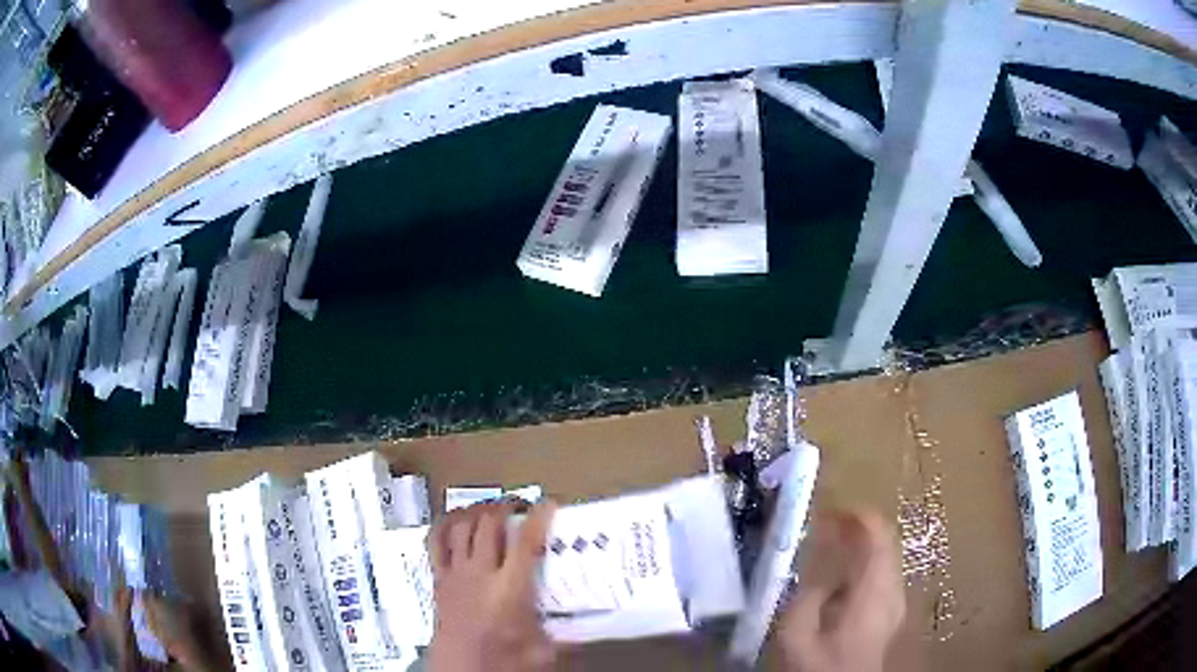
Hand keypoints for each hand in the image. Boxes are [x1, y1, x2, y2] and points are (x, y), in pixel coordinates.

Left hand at [428, 501, 557, 671]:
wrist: (460, 669)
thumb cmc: (504, 660)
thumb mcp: (543, 649)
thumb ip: (566, 632)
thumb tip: (591, 623)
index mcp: (510, 589)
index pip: (525, 542)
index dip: (538, 518)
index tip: (549, 503)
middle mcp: (480, 573)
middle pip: (490, 524)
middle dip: (506, 507)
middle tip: (520, 506)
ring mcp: (455, 573)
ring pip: (462, 526)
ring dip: (478, 511)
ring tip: (491, 509)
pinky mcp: (438, 578)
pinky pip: (435, 541)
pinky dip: (445, 524)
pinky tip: (456, 519)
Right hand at [777, 510, 904, 671]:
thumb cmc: (819, 664)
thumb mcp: (797, 632)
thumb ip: (807, 594)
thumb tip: (818, 568)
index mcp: (873, 589)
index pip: (879, 536)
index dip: (859, 515)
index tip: (832, 508)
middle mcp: (892, 588)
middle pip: (886, 542)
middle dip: (859, 526)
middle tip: (829, 522)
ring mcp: (896, 599)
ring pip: (886, 555)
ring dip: (863, 543)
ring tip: (833, 543)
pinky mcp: (892, 610)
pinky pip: (884, 571)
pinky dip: (866, 561)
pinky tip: (843, 573)